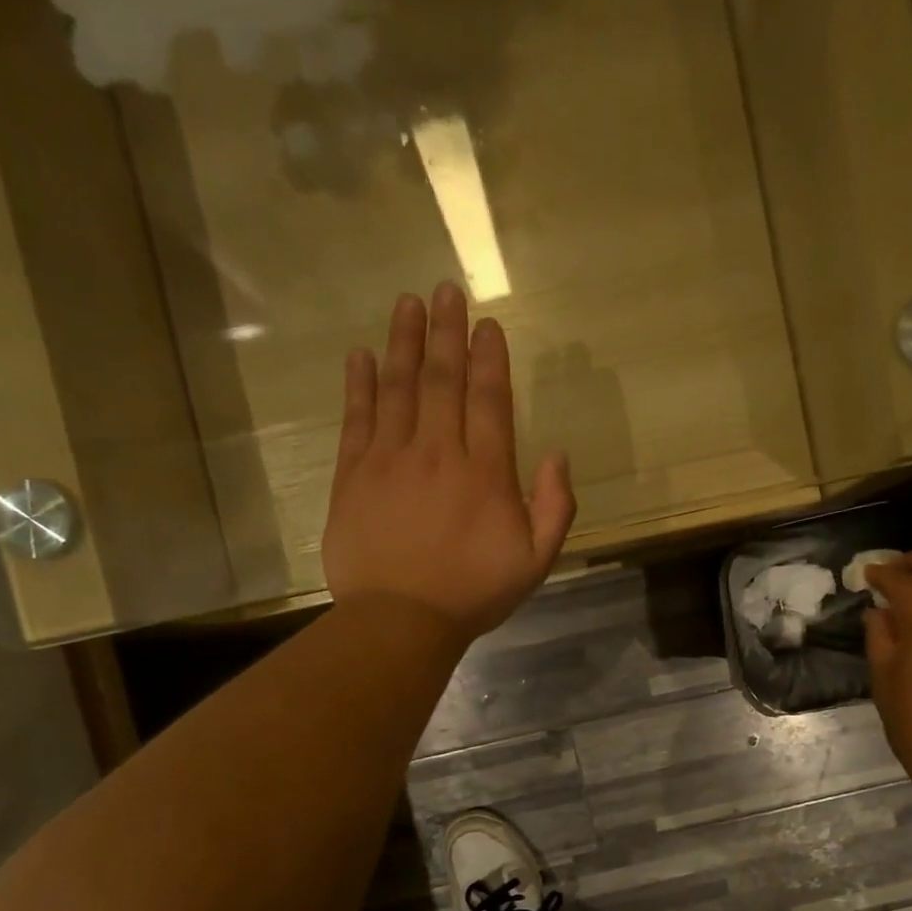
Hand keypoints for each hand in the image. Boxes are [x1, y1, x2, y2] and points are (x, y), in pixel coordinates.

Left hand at [323, 284, 575, 642]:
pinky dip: (360, 385)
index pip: (488, 399)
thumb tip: (557, 454)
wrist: (401, 620)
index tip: (487, 324)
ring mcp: (391, 459)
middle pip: (443, 380)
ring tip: (408, 303)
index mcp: (485, 472)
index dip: (489, 358)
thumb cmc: (474, 593)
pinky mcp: (354, 475)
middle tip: (445, 290)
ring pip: (399, 388)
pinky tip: (362, 356)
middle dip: (447, 332)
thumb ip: (555, 507)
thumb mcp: (536, 560)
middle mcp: (438, 452)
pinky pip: (357, 419)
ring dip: (404, 343)